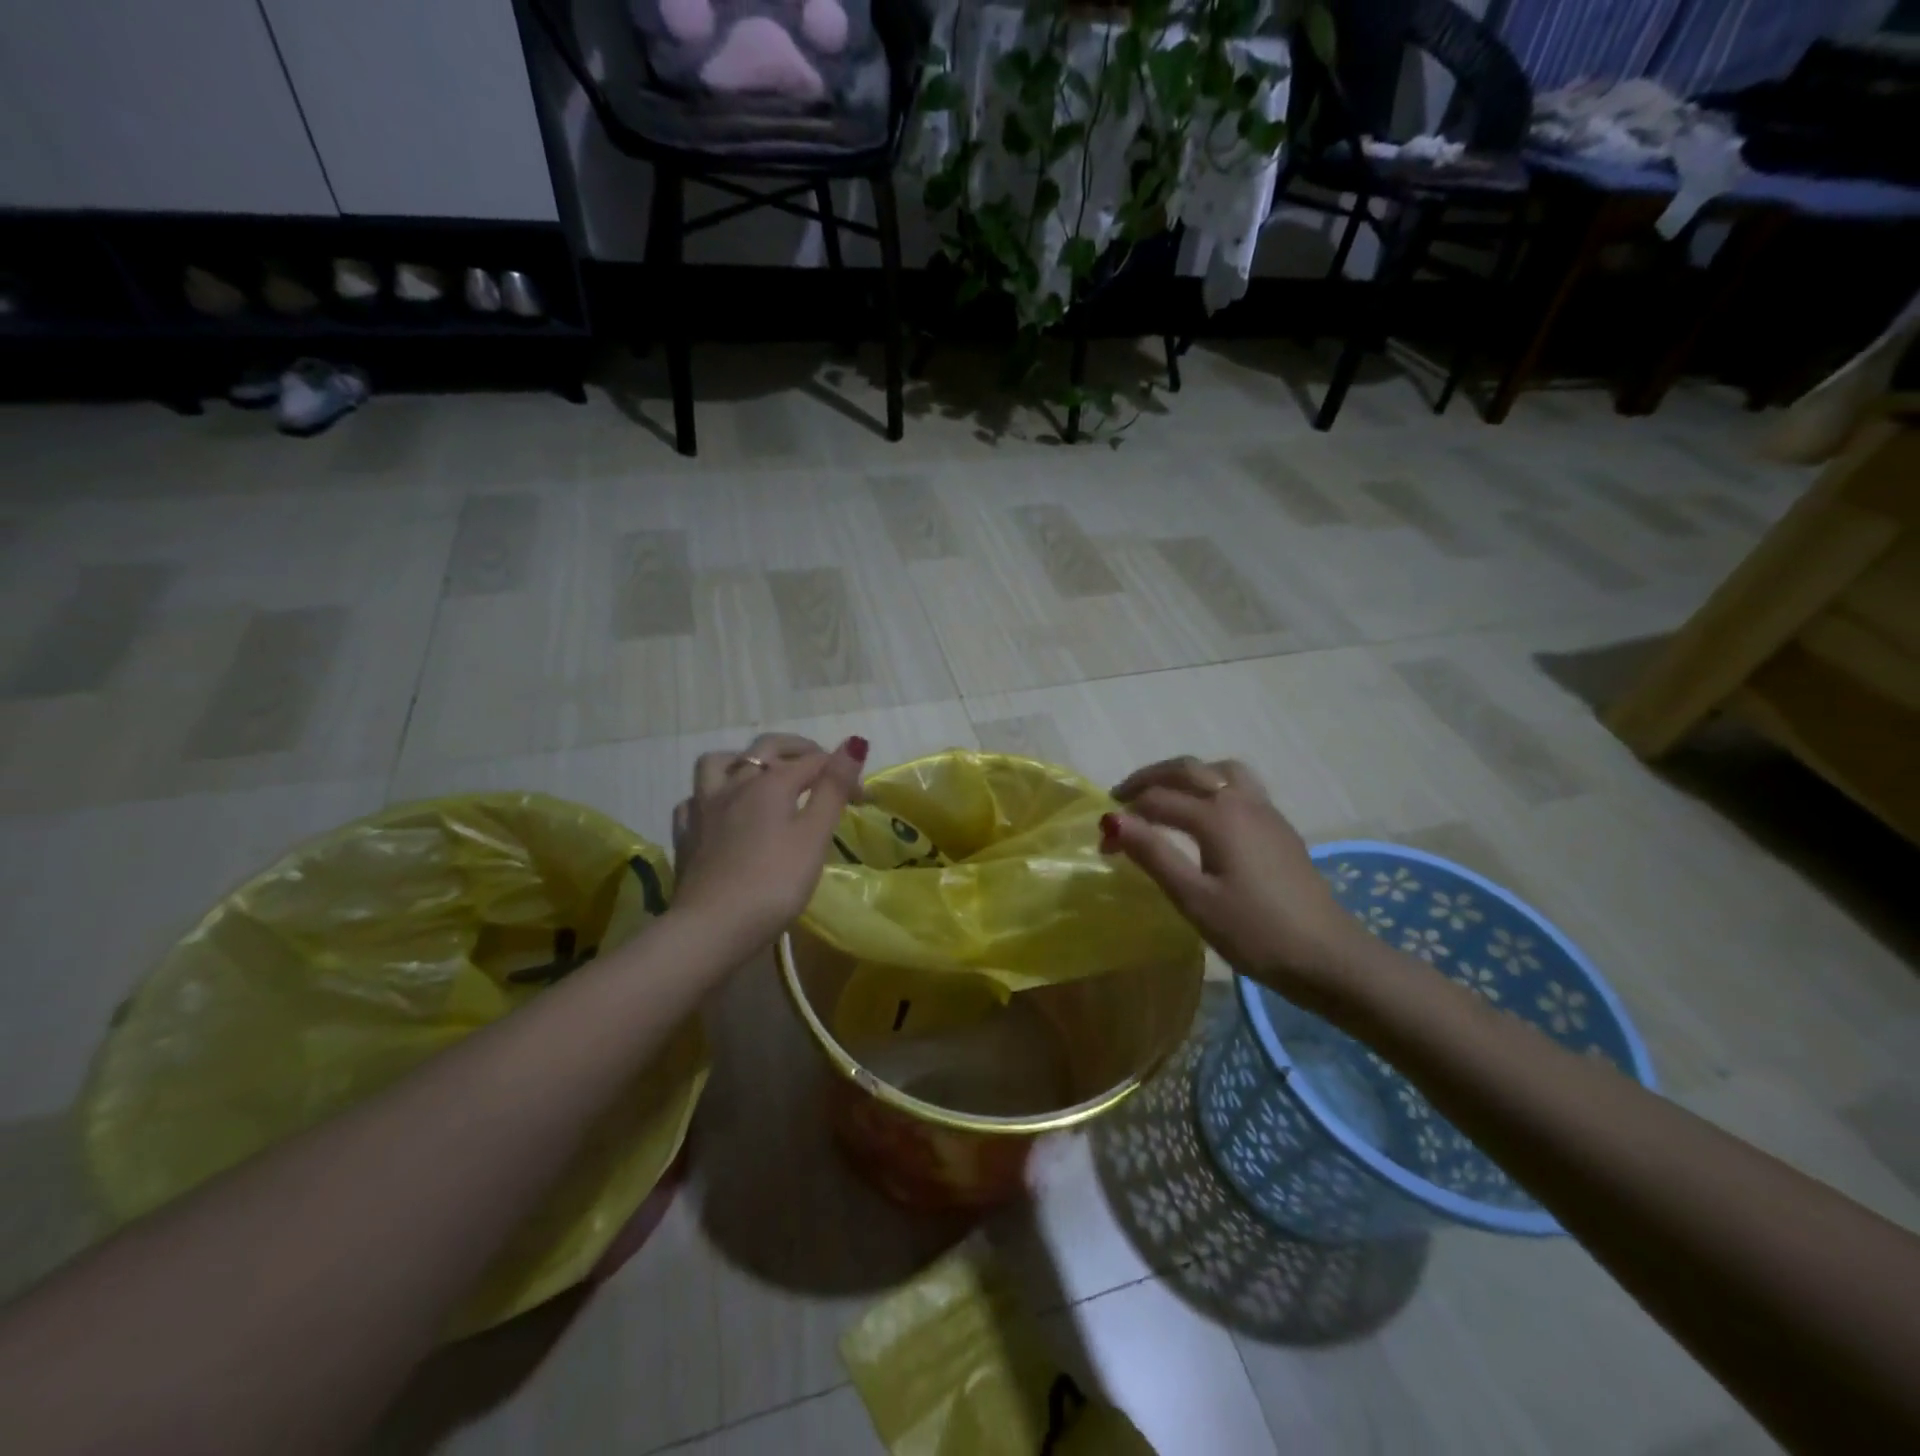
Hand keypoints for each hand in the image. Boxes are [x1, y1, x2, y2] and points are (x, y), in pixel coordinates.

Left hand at [670, 732, 868, 954]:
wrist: (711, 928)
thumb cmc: (774, 884)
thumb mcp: (814, 837)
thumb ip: (833, 789)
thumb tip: (853, 742)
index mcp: (770, 783)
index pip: (815, 763)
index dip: (842, 773)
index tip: (863, 800)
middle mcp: (735, 784)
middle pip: (766, 748)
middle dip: (797, 749)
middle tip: (819, 764)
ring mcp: (704, 808)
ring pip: (719, 763)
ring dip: (744, 760)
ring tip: (762, 775)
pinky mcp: (685, 835)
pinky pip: (695, 799)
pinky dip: (713, 796)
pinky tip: (723, 811)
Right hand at [1100, 756, 1371, 1011]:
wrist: (1328, 957)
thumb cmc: (1254, 932)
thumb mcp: (1194, 898)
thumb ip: (1153, 854)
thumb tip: (1112, 819)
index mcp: (1217, 816)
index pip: (1157, 800)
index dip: (1125, 818)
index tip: (1103, 847)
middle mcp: (1241, 801)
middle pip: (1188, 769)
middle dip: (1150, 778)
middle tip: (1122, 796)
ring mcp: (1266, 811)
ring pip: (1220, 771)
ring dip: (1186, 774)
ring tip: (1166, 796)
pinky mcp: (1280, 828)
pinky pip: (1240, 786)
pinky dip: (1212, 785)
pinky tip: (1207, 816)